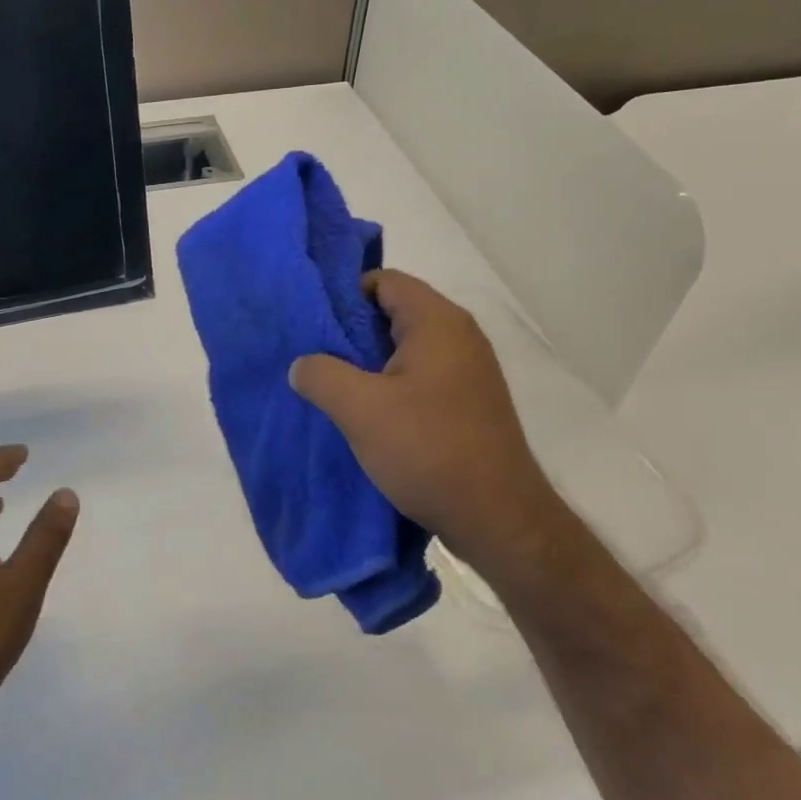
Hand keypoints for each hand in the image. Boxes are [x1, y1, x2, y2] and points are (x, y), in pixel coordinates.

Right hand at [289, 270, 555, 564]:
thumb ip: (320, 375)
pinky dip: (390, 385)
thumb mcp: (359, 409)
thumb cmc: (428, 450)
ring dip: (368, 363)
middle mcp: (459, 335)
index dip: (344, 294)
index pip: (384, 280)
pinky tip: (367, 413)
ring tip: (333, 387)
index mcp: (437, 322)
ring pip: (405, 348)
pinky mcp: (469, 402)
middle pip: (394, 312)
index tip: (313, 324)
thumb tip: (301, 365)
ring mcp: (468, 370)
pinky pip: (420, 375)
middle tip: (314, 356)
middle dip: (351, 331)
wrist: (498, 519)